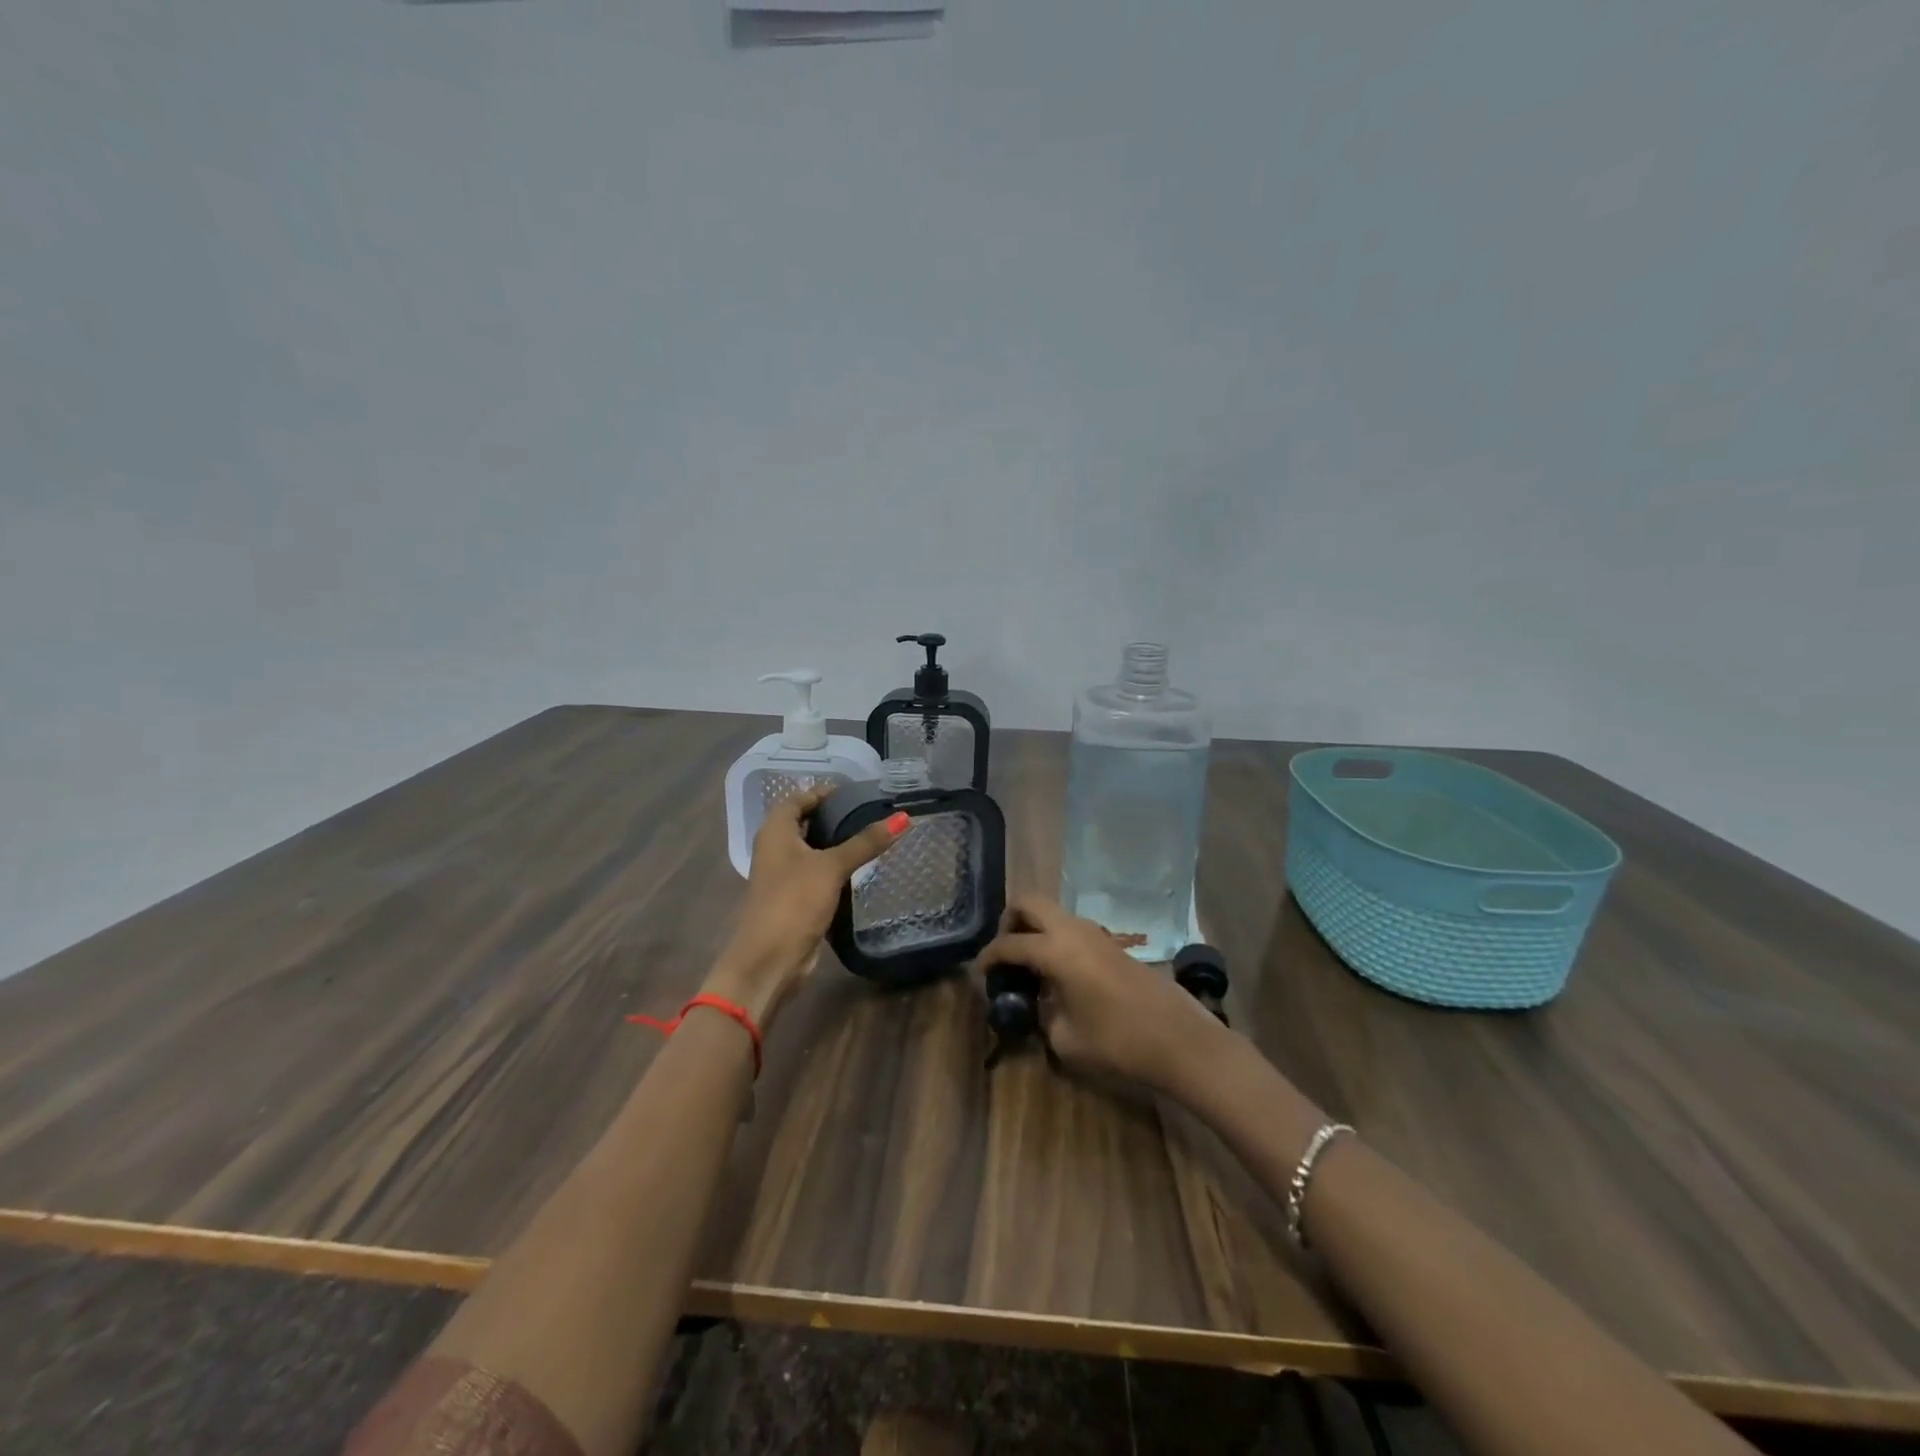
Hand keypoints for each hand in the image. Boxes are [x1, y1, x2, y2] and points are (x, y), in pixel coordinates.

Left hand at [704, 787, 907, 1026]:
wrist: (770, 960)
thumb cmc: (794, 902)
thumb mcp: (832, 867)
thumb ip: (866, 842)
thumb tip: (903, 817)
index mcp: (775, 832)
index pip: (798, 798)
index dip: (824, 792)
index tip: (856, 791)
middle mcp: (776, 848)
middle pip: (805, 822)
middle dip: (834, 816)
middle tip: (871, 811)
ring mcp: (784, 875)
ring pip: (813, 849)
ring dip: (837, 843)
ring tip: (873, 835)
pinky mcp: (795, 898)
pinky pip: (818, 873)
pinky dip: (836, 867)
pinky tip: (862, 867)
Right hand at [974, 895, 1223, 1092]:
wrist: (1179, 1039)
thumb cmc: (1118, 1041)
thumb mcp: (1066, 1039)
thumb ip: (1042, 1015)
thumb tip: (1038, 1005)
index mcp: (1056, 950)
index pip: (1009, 944)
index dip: (988, 957)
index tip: (979, 973)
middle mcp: (1073, 930)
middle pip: (1029, 902)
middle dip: (1010, 921)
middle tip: (1005, 954)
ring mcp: (1095, 932)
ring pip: (1052, 911)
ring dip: (1035, 928)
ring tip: (1030, 966)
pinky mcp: (1111, 943)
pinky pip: (1071, 927)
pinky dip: (1055, 938)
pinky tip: (1058, 973)